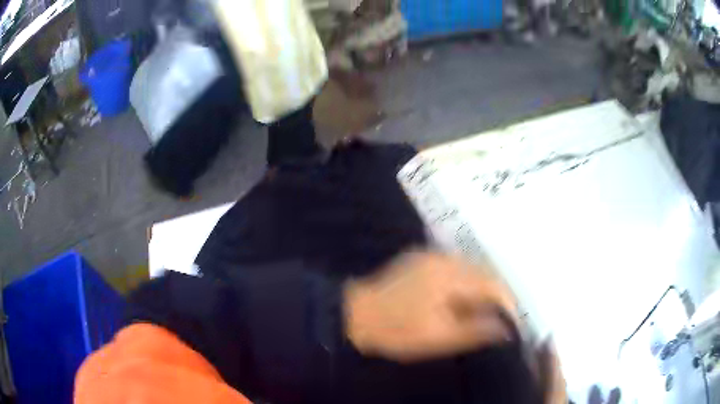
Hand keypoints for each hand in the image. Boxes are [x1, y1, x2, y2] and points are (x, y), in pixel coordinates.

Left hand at [344, 251, 516, 362]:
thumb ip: (476, 331)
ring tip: (485, 308)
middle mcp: (443, 258)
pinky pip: (454, 267)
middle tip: (502, 314)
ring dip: (481, 286)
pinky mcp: (420, 259)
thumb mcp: (439, 338)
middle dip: (497, 292)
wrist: (355, 315)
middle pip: (483, 271)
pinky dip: (465, 281)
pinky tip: (462, 297)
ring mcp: (430, 256)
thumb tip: (505, 328)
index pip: (492, 283)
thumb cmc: (397, 331)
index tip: (514, 317)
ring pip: (469, 267)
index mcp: (450, 276)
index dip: (507, 300)